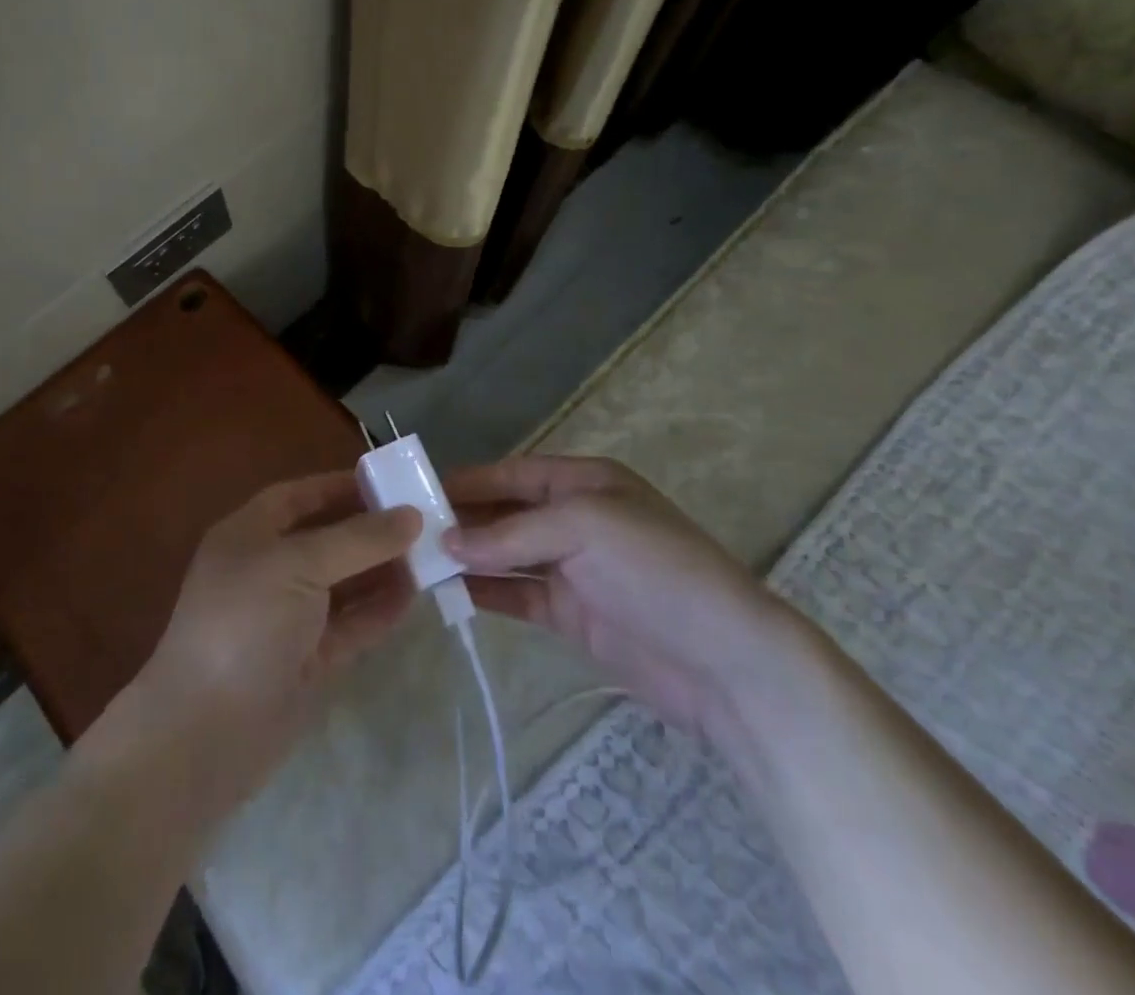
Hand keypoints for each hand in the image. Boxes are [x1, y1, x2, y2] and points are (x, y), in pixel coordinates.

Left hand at [130, 472, 421, 811]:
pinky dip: (378, 610)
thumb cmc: (245, 624)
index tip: (389, 483)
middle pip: (325, 538)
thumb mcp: (298, 566)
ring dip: (380, 569)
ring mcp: (287, 617)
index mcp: (249, 535)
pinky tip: (413, 597)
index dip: (340, 487)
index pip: (298, 497)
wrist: (207, 733)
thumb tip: (411, 515)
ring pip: (341, 582)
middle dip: (369, 529)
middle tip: (423, 521)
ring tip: (429, 556)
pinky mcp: (306, 659)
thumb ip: (357, 539)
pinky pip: (349, 624)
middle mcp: (267, 570)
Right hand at [442, 456, 799, 749]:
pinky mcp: (570, 613)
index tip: (420, 490)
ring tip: (418, 562)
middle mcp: (575, 518)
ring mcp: (573, 568)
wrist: (726, 662)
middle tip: (408, 530)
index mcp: (584, 482)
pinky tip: (450, 594)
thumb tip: (447, 544)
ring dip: (467, 557)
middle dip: (462, 520)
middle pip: (506, 512)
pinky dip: (485, 592)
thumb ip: (511, 533)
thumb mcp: (583, 528)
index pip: (513, 473)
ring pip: (506, 554)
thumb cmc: (655, 569)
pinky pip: (517, 593)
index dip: (469, 480)